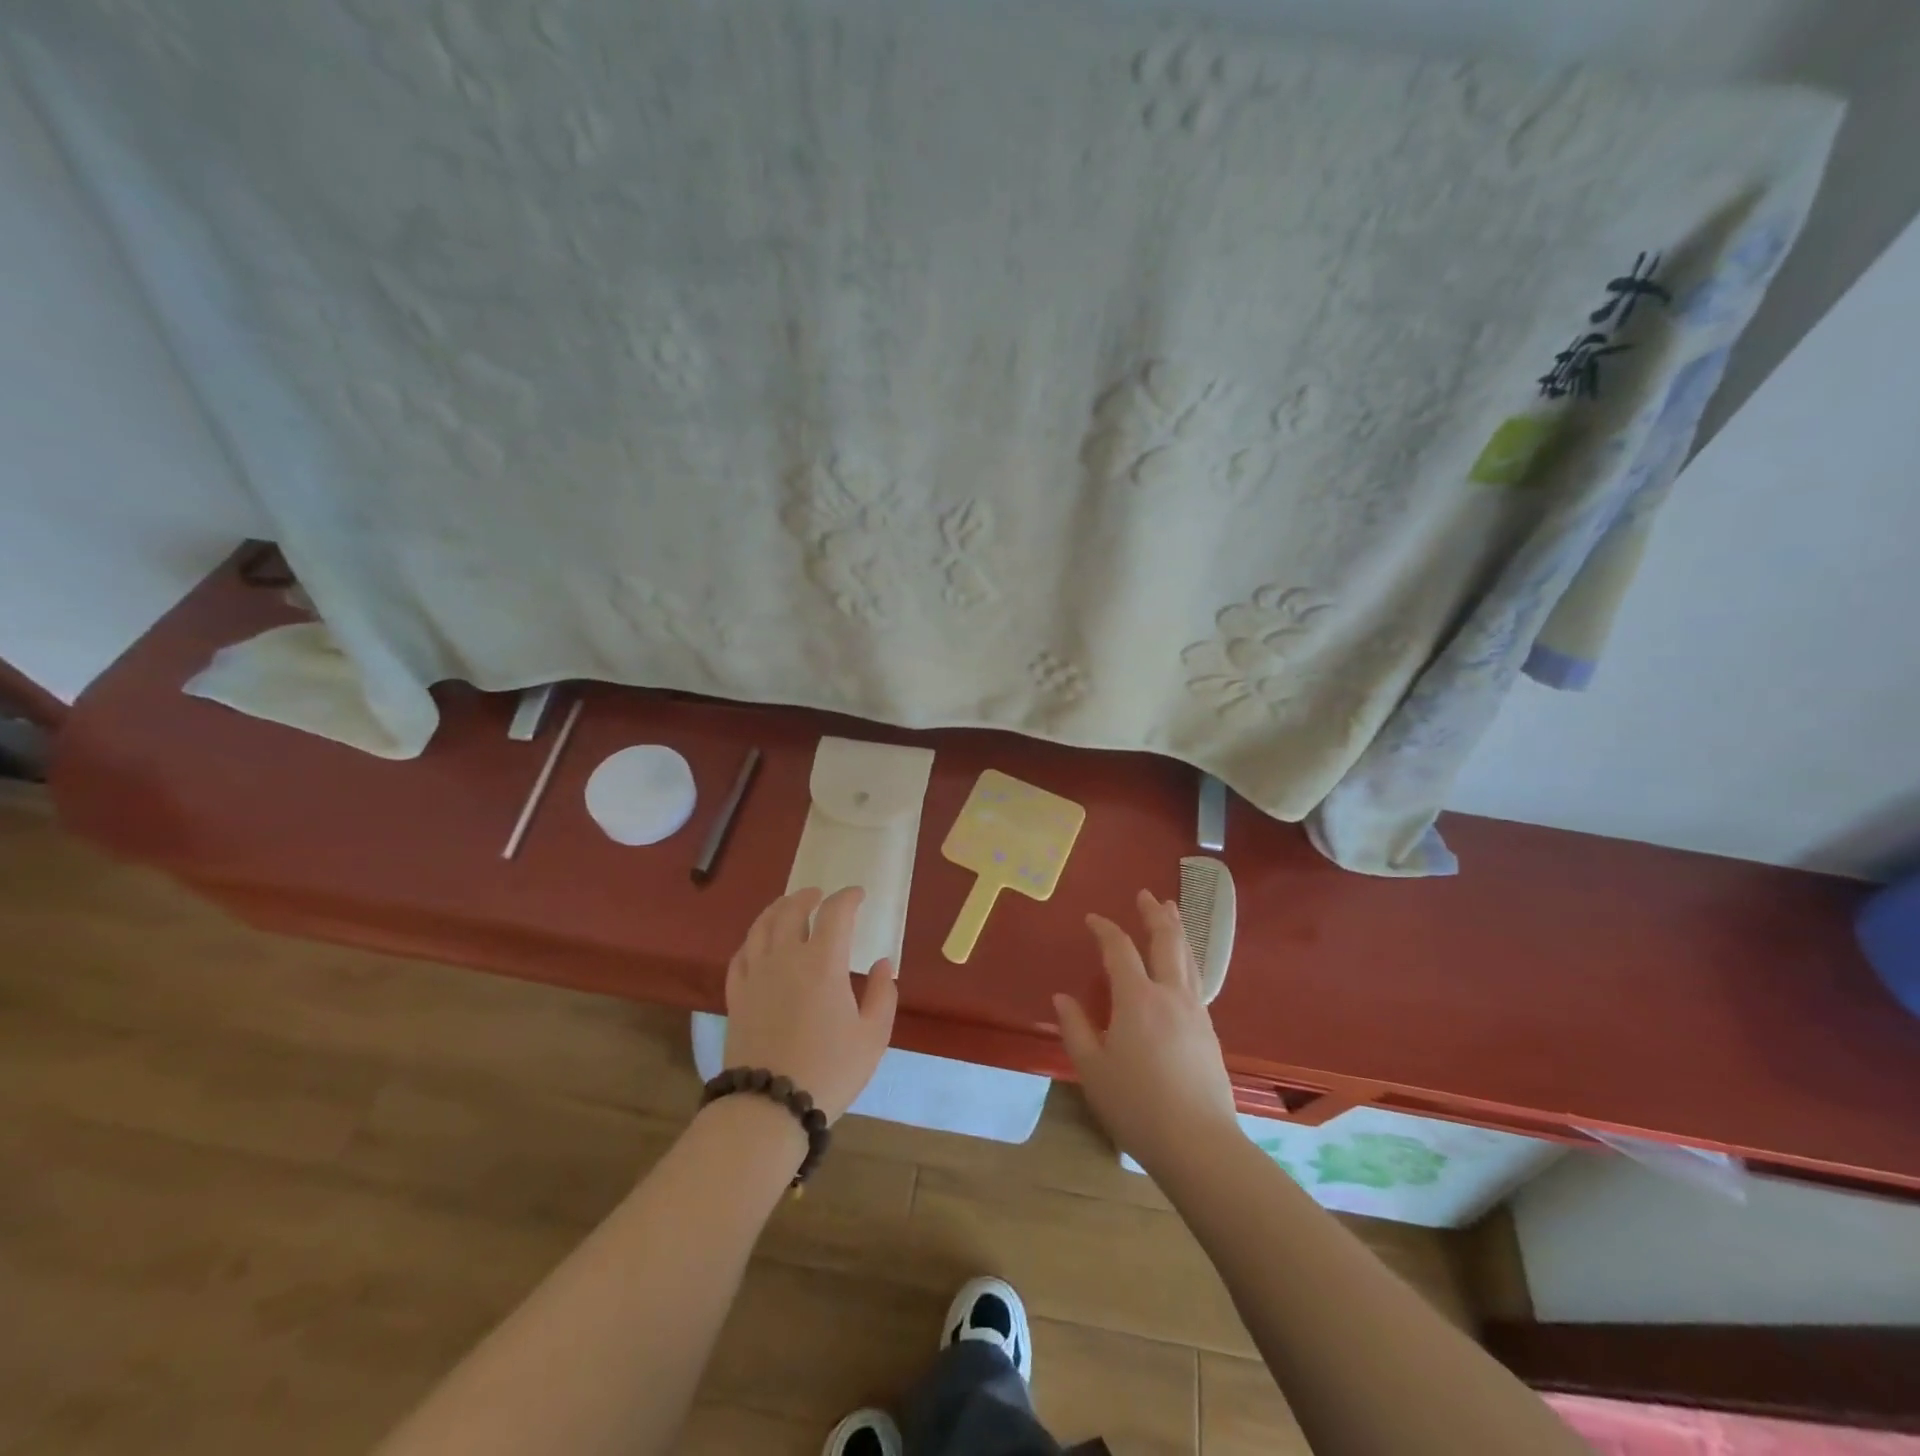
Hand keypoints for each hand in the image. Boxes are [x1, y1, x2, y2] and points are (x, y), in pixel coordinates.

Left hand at [721, 886, 896, 1121]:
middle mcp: (785, 957)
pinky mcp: (736, 995)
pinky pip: (741, 954)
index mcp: (823, 962)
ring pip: (761, 926)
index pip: (835, 913)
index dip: (848, 897)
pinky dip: (753, 940)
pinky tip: (759, 944)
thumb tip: (883, 964)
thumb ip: (883, 994)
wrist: (769, 1107)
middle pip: (791, 910)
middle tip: (819, 895)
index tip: (858, 895)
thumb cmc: (829, 1070)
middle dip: (808, 897)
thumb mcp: (873, 1036)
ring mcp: (756, 975)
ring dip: (777, 909)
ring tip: (787, 907)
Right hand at [1054, 889, 1238, 1172]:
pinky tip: (1182, 967)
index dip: (1105, 929)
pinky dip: (1186, 959)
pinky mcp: (1209, 1032)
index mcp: (1137, 999)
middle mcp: (1170, 995)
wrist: (1199, 1145)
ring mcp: (1195, 1012)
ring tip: (1171, 912)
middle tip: (1145, 895)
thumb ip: (1075, 1029)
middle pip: (1166, 942)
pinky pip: (1196, 980)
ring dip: (1177, 930)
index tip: (1092, 919)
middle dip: (1154, 915)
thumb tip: (1062, 997)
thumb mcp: (1092, 1069)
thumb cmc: (1137, 1106)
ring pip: (1188, 958)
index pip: (1119, 949)